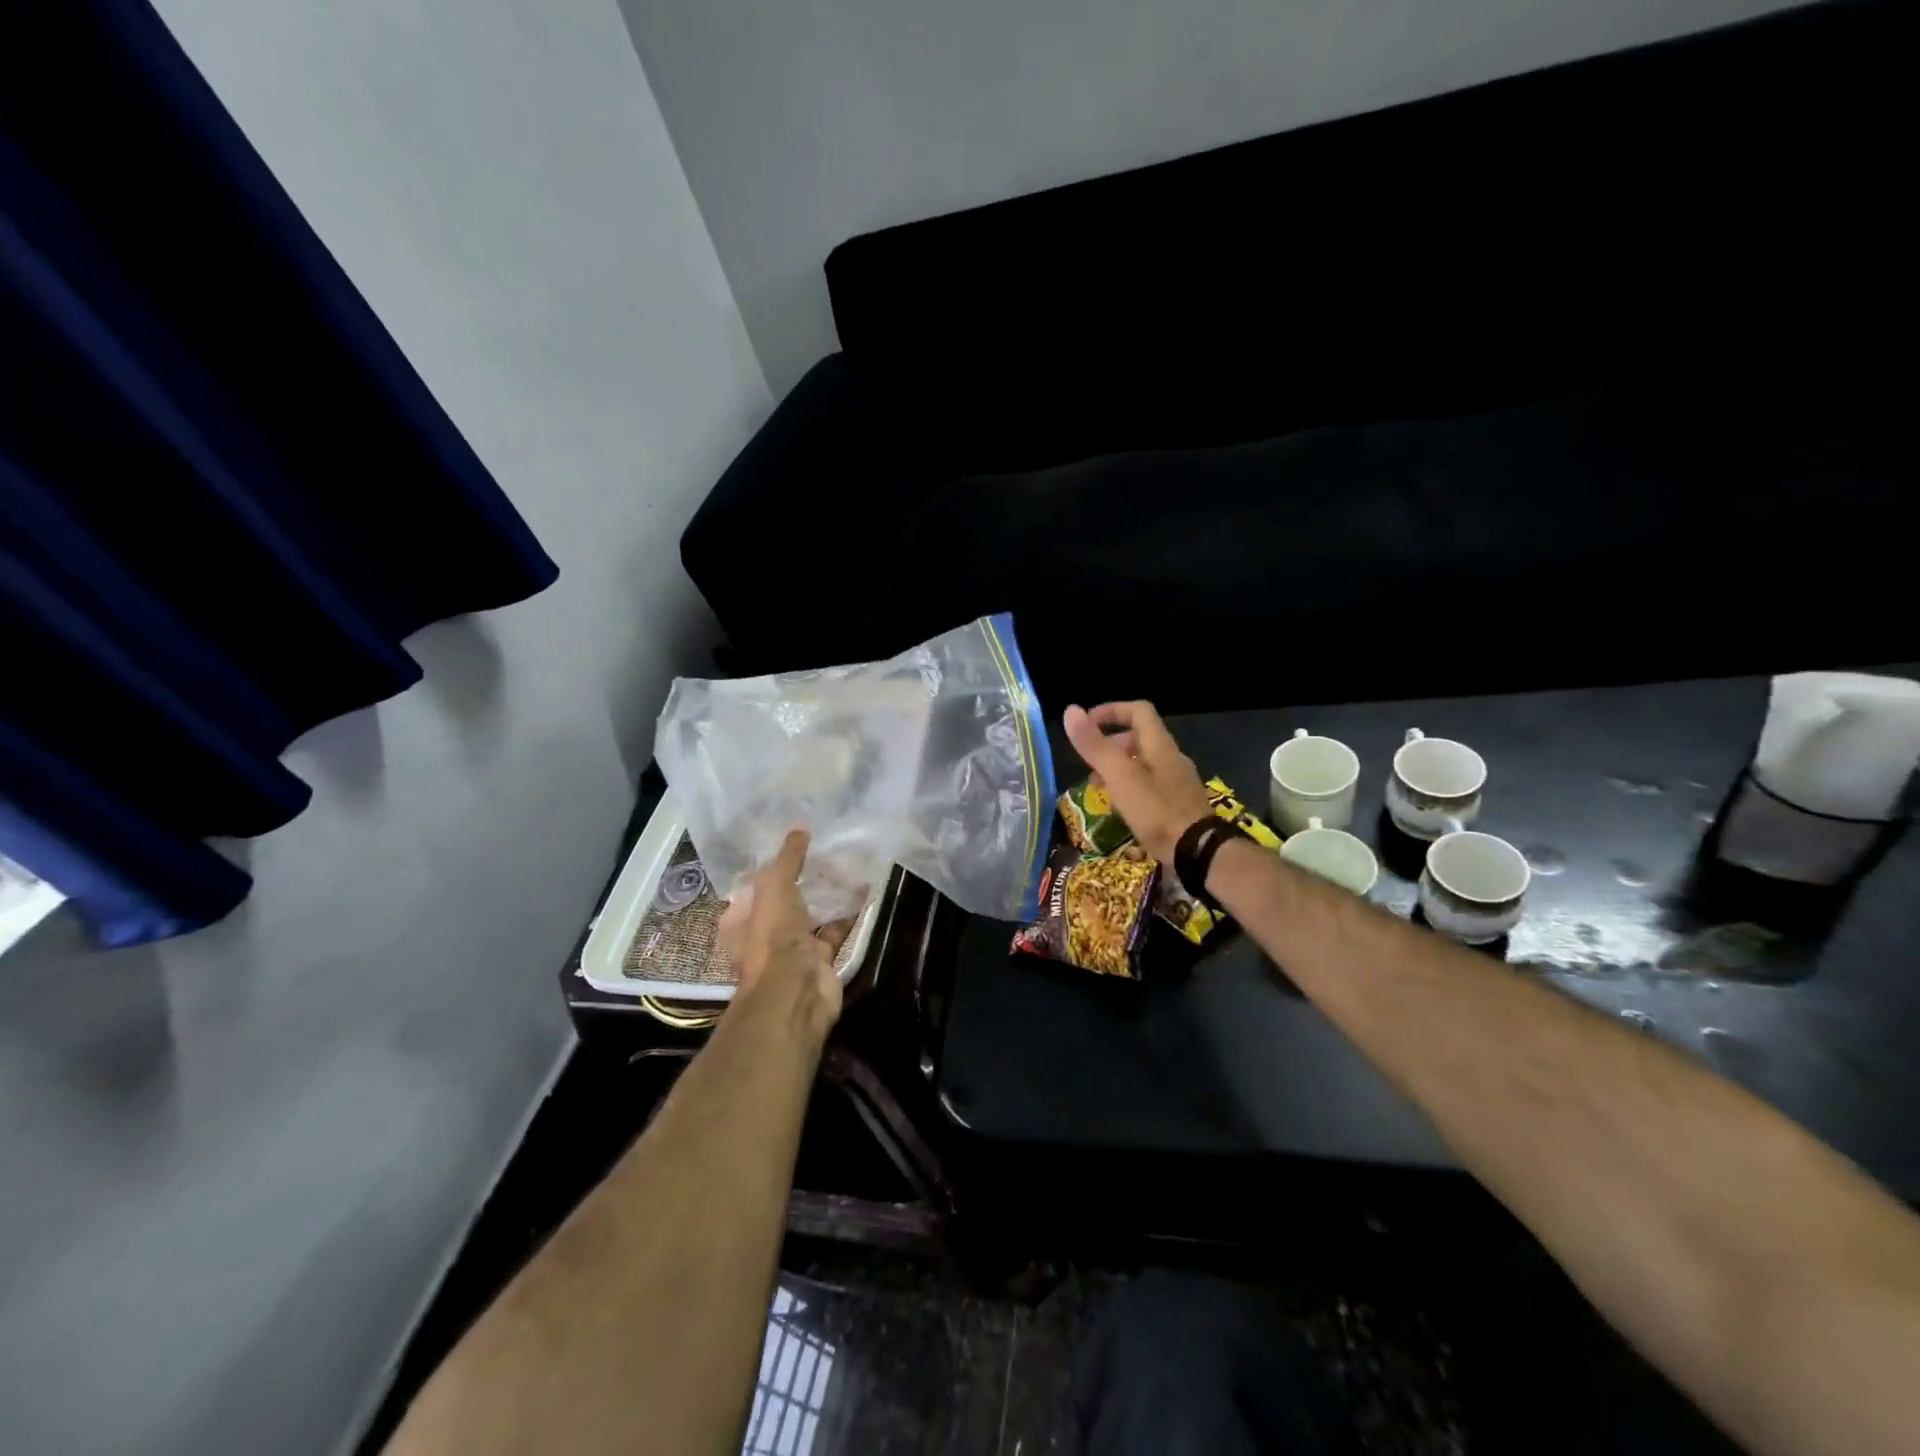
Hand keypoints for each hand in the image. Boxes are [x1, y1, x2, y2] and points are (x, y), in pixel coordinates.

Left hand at [717, 829, 844, 1032]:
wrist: (795, 992)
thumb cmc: (773, 936)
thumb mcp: (775, 887)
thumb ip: (787, 858)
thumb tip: (799, 828)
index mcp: (742, 920)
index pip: (754, 888)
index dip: (771, 868)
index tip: (793, 847)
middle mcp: (765, 935)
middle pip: (786, 902)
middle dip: (804, 880)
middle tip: (826, 852)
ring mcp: (794, 950)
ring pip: (813, 915)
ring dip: (829, 895)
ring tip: (849, 865)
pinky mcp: (822, 960)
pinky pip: (837, 930)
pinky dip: (850, 912)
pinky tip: (866, 889)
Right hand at [1062, 702, 1213, 864]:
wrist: (1198, 852)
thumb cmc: (1156, 811)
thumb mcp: (1120, 777)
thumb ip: (1095, 746)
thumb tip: (1071, 711)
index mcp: (1159, 744)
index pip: (1137, 710)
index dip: (1111, 711)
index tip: (1087, 724)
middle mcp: (1172, 757)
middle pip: (1139, 737)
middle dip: (1110, 745)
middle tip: (1088, 763)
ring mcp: (1178, 781)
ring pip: (1143, 762)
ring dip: (1118, 768)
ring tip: (1098, 788)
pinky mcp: (1180, 803)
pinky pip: (1151, 784)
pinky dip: (1130, 786)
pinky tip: (1120, 807)